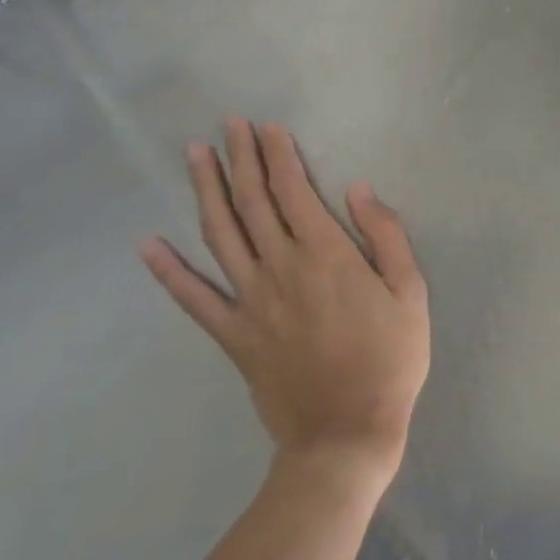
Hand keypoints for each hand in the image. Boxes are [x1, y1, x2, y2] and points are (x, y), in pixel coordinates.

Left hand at [141, 119, 429, 486]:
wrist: (346, 437)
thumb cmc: (389, 360)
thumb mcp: (410, 292)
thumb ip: (385, 235)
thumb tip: (358, 189)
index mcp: (325, 254)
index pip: (294, 189)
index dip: (278, 155)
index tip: (267, 127)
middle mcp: (280, 267)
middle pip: (254, 201)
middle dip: (241, 157)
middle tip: (229, 123)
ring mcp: (250, 301)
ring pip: (221, 234)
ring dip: (206, 190)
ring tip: (195, 154)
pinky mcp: (233, 335)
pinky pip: (194, 299)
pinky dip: (169, 271)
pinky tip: (148, 245)